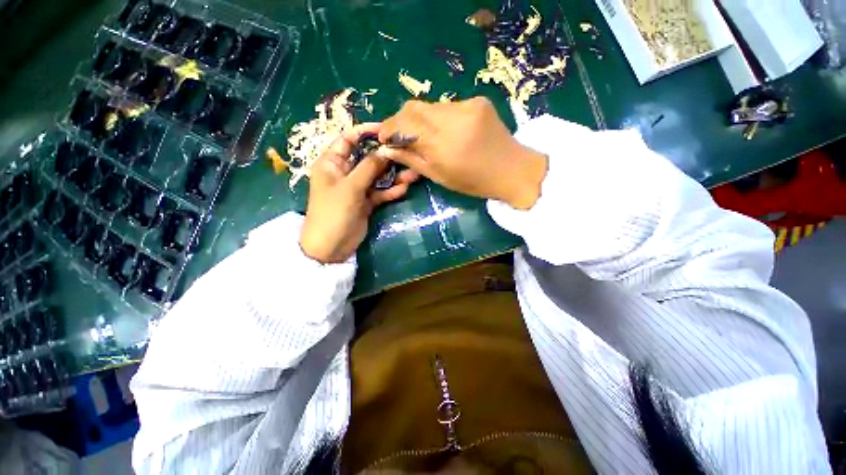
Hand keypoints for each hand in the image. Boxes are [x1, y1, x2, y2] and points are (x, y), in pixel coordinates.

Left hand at [300, 123, 419, 263]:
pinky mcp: (366, 201)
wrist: (331, 247)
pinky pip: (380, 192)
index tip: (387, 129)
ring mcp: (357, 188)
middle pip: (368, 158)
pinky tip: (403, 189)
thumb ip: (369, 168)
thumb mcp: (350, 187)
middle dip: (387, 157)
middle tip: (407, 154)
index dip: (366, 132)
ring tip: (413, 174)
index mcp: (332, 162)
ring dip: (394, 176)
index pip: (349, 139)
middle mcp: (345, 172)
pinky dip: (391, 191)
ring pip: (378, 177)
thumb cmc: (333, 212)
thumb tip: (386, 150)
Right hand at [377, 97, 547, 209]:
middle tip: (399, 135)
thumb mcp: (439, 176)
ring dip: (421, 119)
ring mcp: (467, 106)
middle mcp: (453, 118)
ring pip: (430, 106)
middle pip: (414, 107)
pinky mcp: (478, 101)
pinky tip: (445, 131)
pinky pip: (448, 106)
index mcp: (443, 144)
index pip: (405, 124)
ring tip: (423, 135)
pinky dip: (439, 117)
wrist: (513, 170)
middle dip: (401, 120)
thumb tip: (386, 149)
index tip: (383, 137)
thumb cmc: (474, 181)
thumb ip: (412, 160)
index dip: (389, 127)